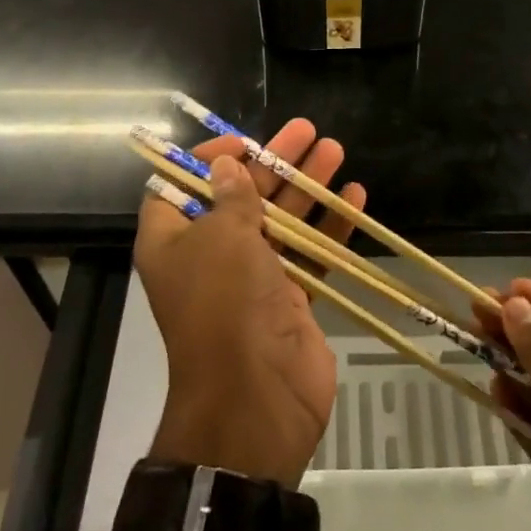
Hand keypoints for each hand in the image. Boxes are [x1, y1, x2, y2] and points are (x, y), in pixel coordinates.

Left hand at [136, 119, 364, 486]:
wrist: (256, 399)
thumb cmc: (226, 304)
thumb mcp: (222, 238)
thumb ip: (231, 197)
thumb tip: (226, 165)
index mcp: (174, 241)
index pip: (181, 187)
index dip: (207, 160)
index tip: (242, 143)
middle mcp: (210, 256)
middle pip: (241, 196)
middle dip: (274, 163)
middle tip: (307, 131)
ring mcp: (252, 279)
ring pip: (281, 221)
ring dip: (307, 187)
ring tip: (335, 150)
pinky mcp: (289, 299)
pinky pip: (309, 254)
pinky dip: (329, 227)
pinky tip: (355, 197)